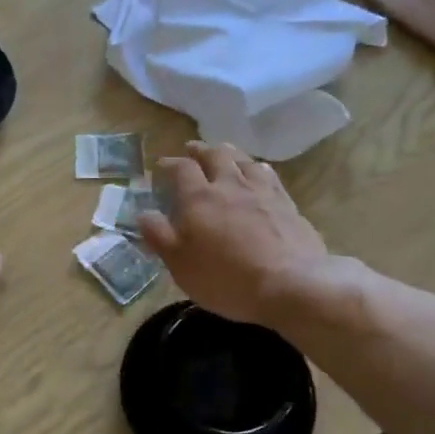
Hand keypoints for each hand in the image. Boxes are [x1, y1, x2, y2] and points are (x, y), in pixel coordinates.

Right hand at [137, 142, 328, 325]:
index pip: (181, 169)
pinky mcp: (287, 203)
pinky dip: (257, 168)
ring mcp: (262, 191)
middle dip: (200, 150)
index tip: (162, 165)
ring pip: (244, 160)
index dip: (170, 164)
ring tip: (224, 152)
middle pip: (215, 155)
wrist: (291, 284)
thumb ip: (160, 236)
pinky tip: (259, 172)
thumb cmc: (226, 278)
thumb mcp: (180, 264)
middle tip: (192, 149)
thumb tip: (144, 213)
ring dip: (229, 153)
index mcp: (199, 197)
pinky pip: (269, 175)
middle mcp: (230, 185)